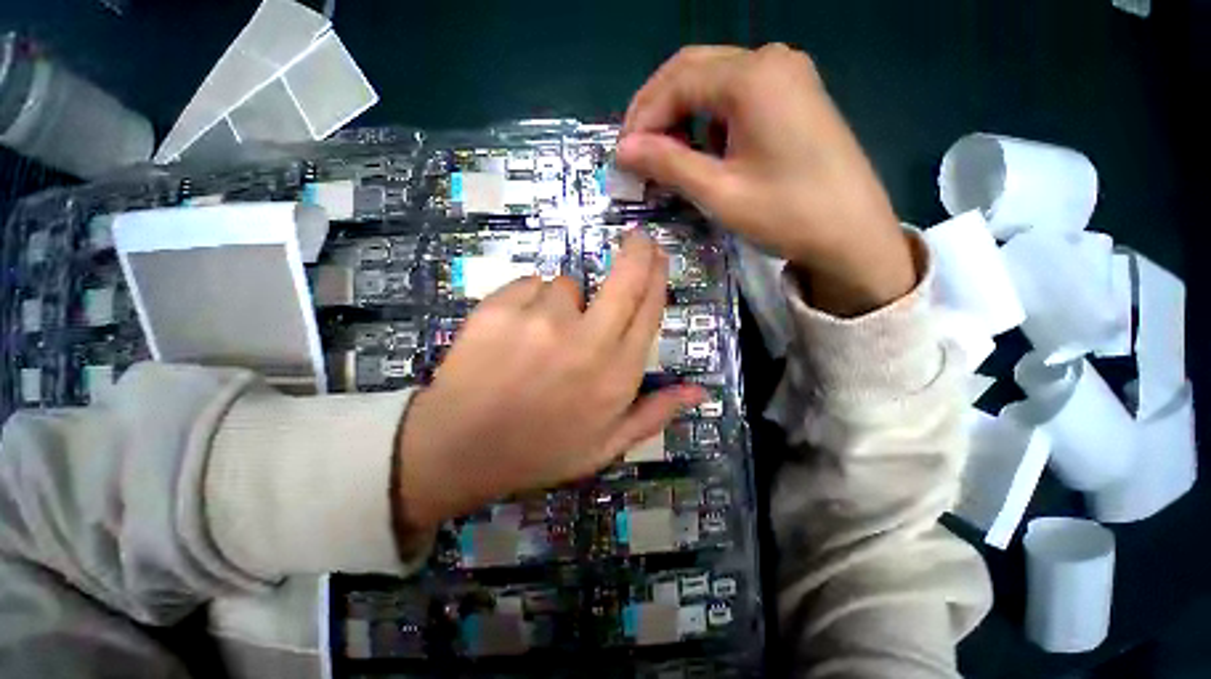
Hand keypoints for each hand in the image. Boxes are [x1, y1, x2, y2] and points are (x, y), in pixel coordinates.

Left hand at [396, 233, 704, 530]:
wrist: (461, 448)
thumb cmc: (540, 449)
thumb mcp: (606, 446)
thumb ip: (654, 414)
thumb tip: (699, 390)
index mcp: (616, 375)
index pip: (649, 311)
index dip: (658, 277)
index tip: (659, 255)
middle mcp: (587, 342)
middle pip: (625, 280)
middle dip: (638, 251)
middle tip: (639, 238)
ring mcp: (542, 321)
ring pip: (566, 285)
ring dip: (563, 301)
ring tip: (541, 337)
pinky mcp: (501, 308)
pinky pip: (529, 285)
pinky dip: (527, 300)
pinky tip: (513, 333)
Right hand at [617, 44, 915, 316]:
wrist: (854, 233)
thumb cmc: (787, 214)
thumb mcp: (719, 192)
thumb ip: (668, 164)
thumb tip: (623, 149)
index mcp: (753, 77)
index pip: (677, 81)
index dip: (643, 117)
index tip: (623, 155)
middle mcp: (770, 60)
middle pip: (693, 69)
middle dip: (657, 109)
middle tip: (636, 150)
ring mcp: (786, 74)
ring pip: (713, 79)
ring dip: (681, 112)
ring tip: (664, 154)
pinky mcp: (794, 94)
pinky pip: (736, 94)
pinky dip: (708, 117)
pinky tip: (702, 148)